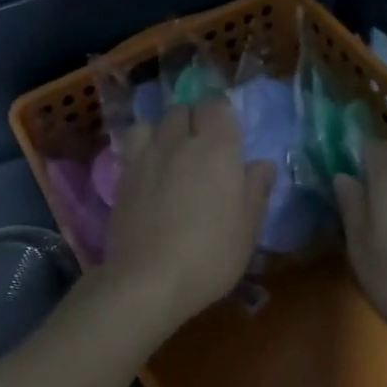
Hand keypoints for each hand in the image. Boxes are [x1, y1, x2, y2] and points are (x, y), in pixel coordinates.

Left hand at [103, 96, 275, 329]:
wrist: (148, 280)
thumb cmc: (210, 255)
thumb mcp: (248, 229)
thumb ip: (256, 189)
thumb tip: (262, 164)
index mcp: (217, 149)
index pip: (217, 106)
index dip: (223, 115)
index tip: (230, 134)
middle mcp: (179, 141)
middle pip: (184, 109)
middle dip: (195, 119)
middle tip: (204, 146)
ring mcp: (146, 155)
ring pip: (154, 121)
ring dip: (165, 129)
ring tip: (172, 152)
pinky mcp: (123, 174)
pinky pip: (132, 143)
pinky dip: (142, 145)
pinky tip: (148, 167)